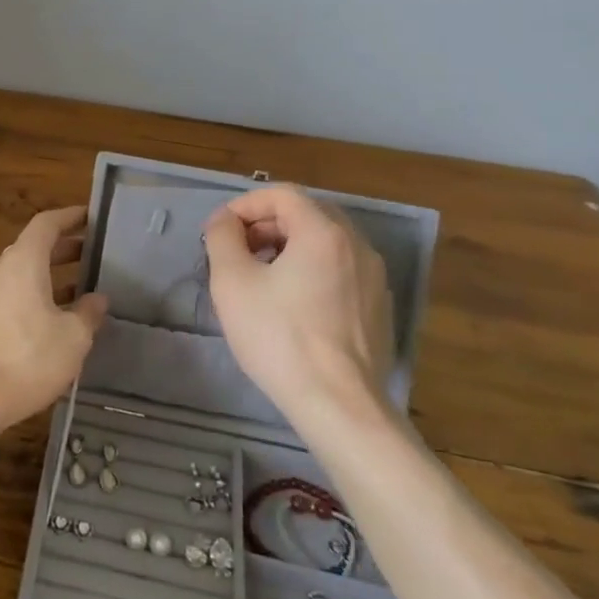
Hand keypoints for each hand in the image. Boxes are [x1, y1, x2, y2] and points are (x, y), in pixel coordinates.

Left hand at [0, 207, 108, 434]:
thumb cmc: (26, 359)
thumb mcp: (72, 339)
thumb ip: (88, 314)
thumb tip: (96, 299)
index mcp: (21, 262)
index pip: (46, 224)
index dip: (70, 217)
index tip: (90, 216)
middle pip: (32, 248)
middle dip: (63, 250)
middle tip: (92, 256)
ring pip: (19, 274)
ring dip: (48, 277)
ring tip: (78, 292)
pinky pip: (7, 296)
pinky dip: (30, 297)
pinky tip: (49, 322)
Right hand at [202, 185, 394, 426]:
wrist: (339, 405)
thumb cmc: (279, 337)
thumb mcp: (233, 282)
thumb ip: (223, 238)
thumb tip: (224, 221)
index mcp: (323, 232)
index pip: (282, 194)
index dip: (245, 204)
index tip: (221, 230)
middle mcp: (356, 245)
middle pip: (307, 214)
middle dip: (267, 224)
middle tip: (238, 250)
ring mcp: (374, 278)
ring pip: (326, 243)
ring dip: (289, 247)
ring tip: (261, 277)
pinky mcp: (378, 309)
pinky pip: (341, 271)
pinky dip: (312, 271)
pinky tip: (292, 305)